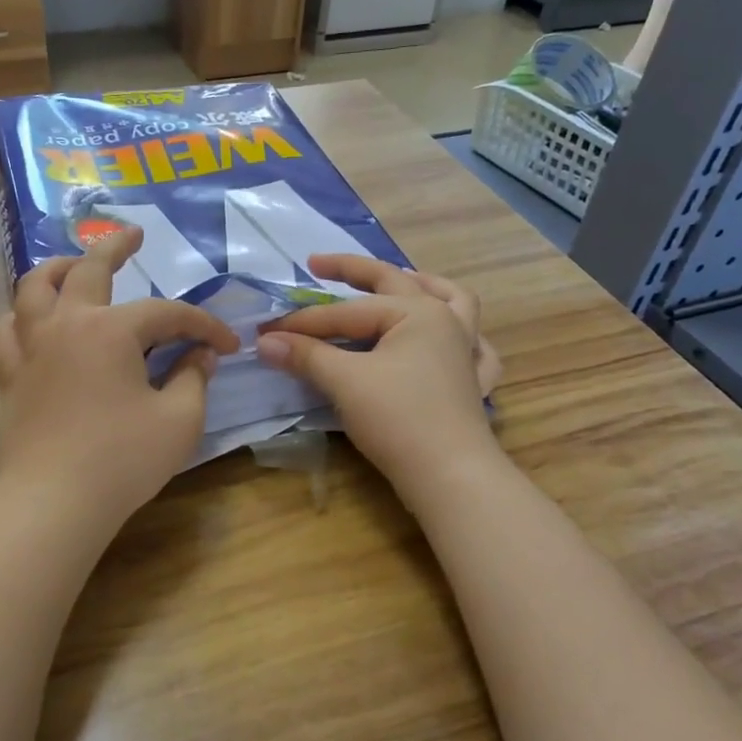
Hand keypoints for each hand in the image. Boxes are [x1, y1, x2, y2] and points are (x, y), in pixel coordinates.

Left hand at [0, 228, 239, 529]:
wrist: (54, 502)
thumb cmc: (123, 460)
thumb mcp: (178, 420)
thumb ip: (193, 378)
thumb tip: (201, 355)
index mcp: (110, 330)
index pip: (167, 314)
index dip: (203, 326)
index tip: (228, 345)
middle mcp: (65, 324)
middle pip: (88, 268)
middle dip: (116, 246)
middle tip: (135, 234)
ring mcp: (31, 348)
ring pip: (32, 288)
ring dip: (55, 269)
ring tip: (71, 265)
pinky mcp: (10, 377)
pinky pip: (5, 331)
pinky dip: (19, 318)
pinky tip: (31, 323)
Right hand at [257, 255, 502, 507]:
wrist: (449, 475)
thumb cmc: (398, 420)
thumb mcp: (345, 382)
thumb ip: (306, 355)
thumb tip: (265, 341)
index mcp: (418, 313)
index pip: (347, 312)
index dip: (303, 321)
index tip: (267, 331)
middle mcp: (446, 321)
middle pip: (397, 283)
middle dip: (355, 271)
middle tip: (318, 265)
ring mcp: (465, 351)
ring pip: (452, 302)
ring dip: (424, 286)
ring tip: (403, 279)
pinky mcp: (472, 383)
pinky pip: (476, 348)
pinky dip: (465, 337)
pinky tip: (452, 340)